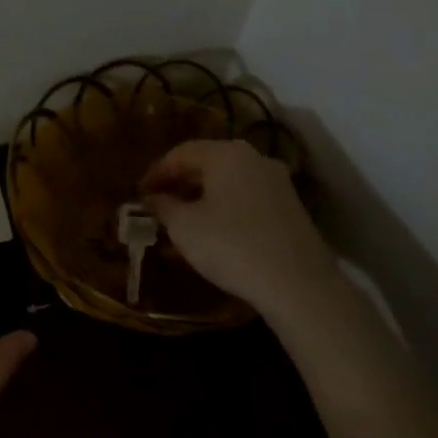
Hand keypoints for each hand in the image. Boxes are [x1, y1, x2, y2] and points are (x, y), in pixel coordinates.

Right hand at [140, 139, 340, 317]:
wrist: (298, 284)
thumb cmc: (230, 246)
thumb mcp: (184, 227)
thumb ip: (163, 206)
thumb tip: (153, 198)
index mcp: (226, 154)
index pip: (181, 153)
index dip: (156, 172)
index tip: (139, 193)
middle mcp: (254, 159)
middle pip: (207, 163)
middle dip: (179, 183)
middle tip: (158, 205)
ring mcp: (277, 182)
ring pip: (227, 182)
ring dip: (201, 197)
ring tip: (181, 221)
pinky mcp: (290, 208)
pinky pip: (245, 198)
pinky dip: (223, 208)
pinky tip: (212, 232)